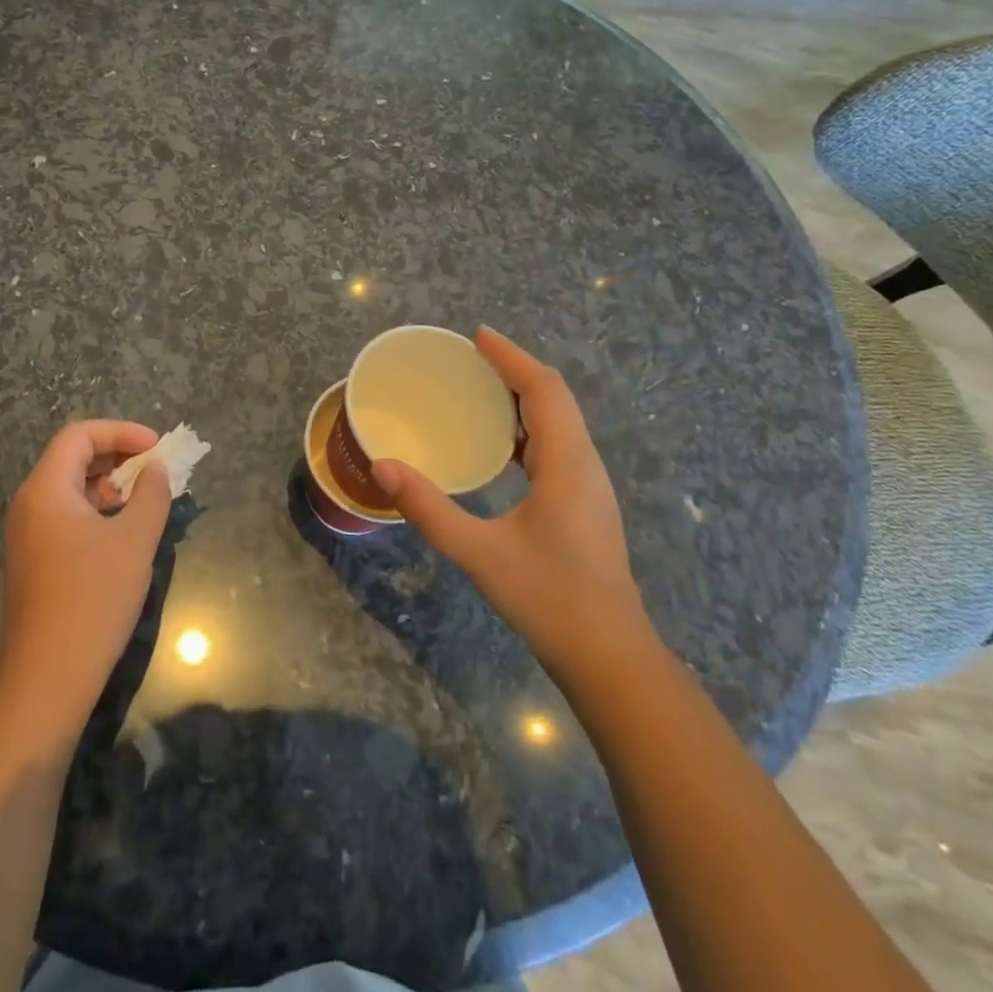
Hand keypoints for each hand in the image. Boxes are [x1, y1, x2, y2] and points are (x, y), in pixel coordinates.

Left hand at [0, 420, 172, 720]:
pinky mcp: (34, 559)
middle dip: (118, 456)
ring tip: (146, 502)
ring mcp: (28, 534)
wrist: (48, 675)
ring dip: (110, 486)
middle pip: (73, 458)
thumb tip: (156, 469)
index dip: (121, 432)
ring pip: (71, 489)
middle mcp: (29, 504)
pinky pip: (66, 516)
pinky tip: (123, 534)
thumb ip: (152, 495)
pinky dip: (97, 511)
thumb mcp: (134, 541)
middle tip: (156, 472)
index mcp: (46, 489)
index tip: (158, 449)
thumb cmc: (93, 598)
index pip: (79, 435)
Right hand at [371, 327, 646, 674]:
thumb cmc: (548, 599)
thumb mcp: (479, 553)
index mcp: (567, 464)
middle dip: (515, 370)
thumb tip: (383, 467)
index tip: (478, 336)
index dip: (512, 358)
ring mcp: (589, 485)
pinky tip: (498, 444)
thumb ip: (428, 509)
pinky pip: (557, 444)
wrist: (609, 655)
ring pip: (560, 421)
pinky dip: (527, 427)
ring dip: (523, 396)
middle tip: (470, 358)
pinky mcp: (585, 503)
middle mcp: (584, 464)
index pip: (543, 390)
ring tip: (479, 389)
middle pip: (555, 398)